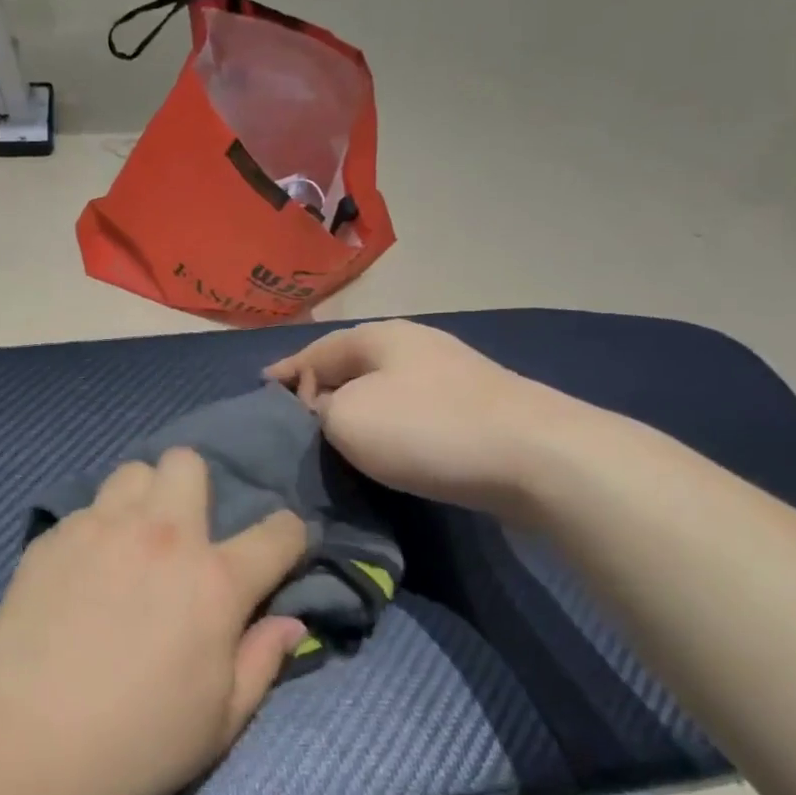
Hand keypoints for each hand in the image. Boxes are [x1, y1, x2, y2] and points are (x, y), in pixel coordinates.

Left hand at [0, 450, 308, 794]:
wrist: (21, 743)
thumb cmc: (135, 744)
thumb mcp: (220, 722)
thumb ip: (263, 661)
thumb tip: (290, 622)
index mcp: (214, 580)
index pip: (277, 532)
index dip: (289, 537)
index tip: (280, 552)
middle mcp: (161, 536)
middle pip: (188, 463)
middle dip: (197, 489)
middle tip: (185, 538)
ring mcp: (100, 529)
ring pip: (133, 474)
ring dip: (144, 499)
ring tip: (132, 544)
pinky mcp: (52, 537)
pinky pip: (87, 509)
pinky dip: (97, 529)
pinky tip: (83, 574)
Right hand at [266, 319, 586, 514]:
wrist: (534, 457)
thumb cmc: (426, 429)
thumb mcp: (347, 418)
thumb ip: (319, 412)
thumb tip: (326, 412)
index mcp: (379, 337)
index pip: (315, 351)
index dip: (285, 374)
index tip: (261, 394)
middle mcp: (414, 346)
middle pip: (351, 367)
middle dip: (319, 391)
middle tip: (292, 424)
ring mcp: (450, 376)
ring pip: (382, 390)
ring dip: (355, 411)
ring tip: (330, 439)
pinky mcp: (475, 410)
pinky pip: (410, 413)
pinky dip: (386, 427)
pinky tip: (381, 449)